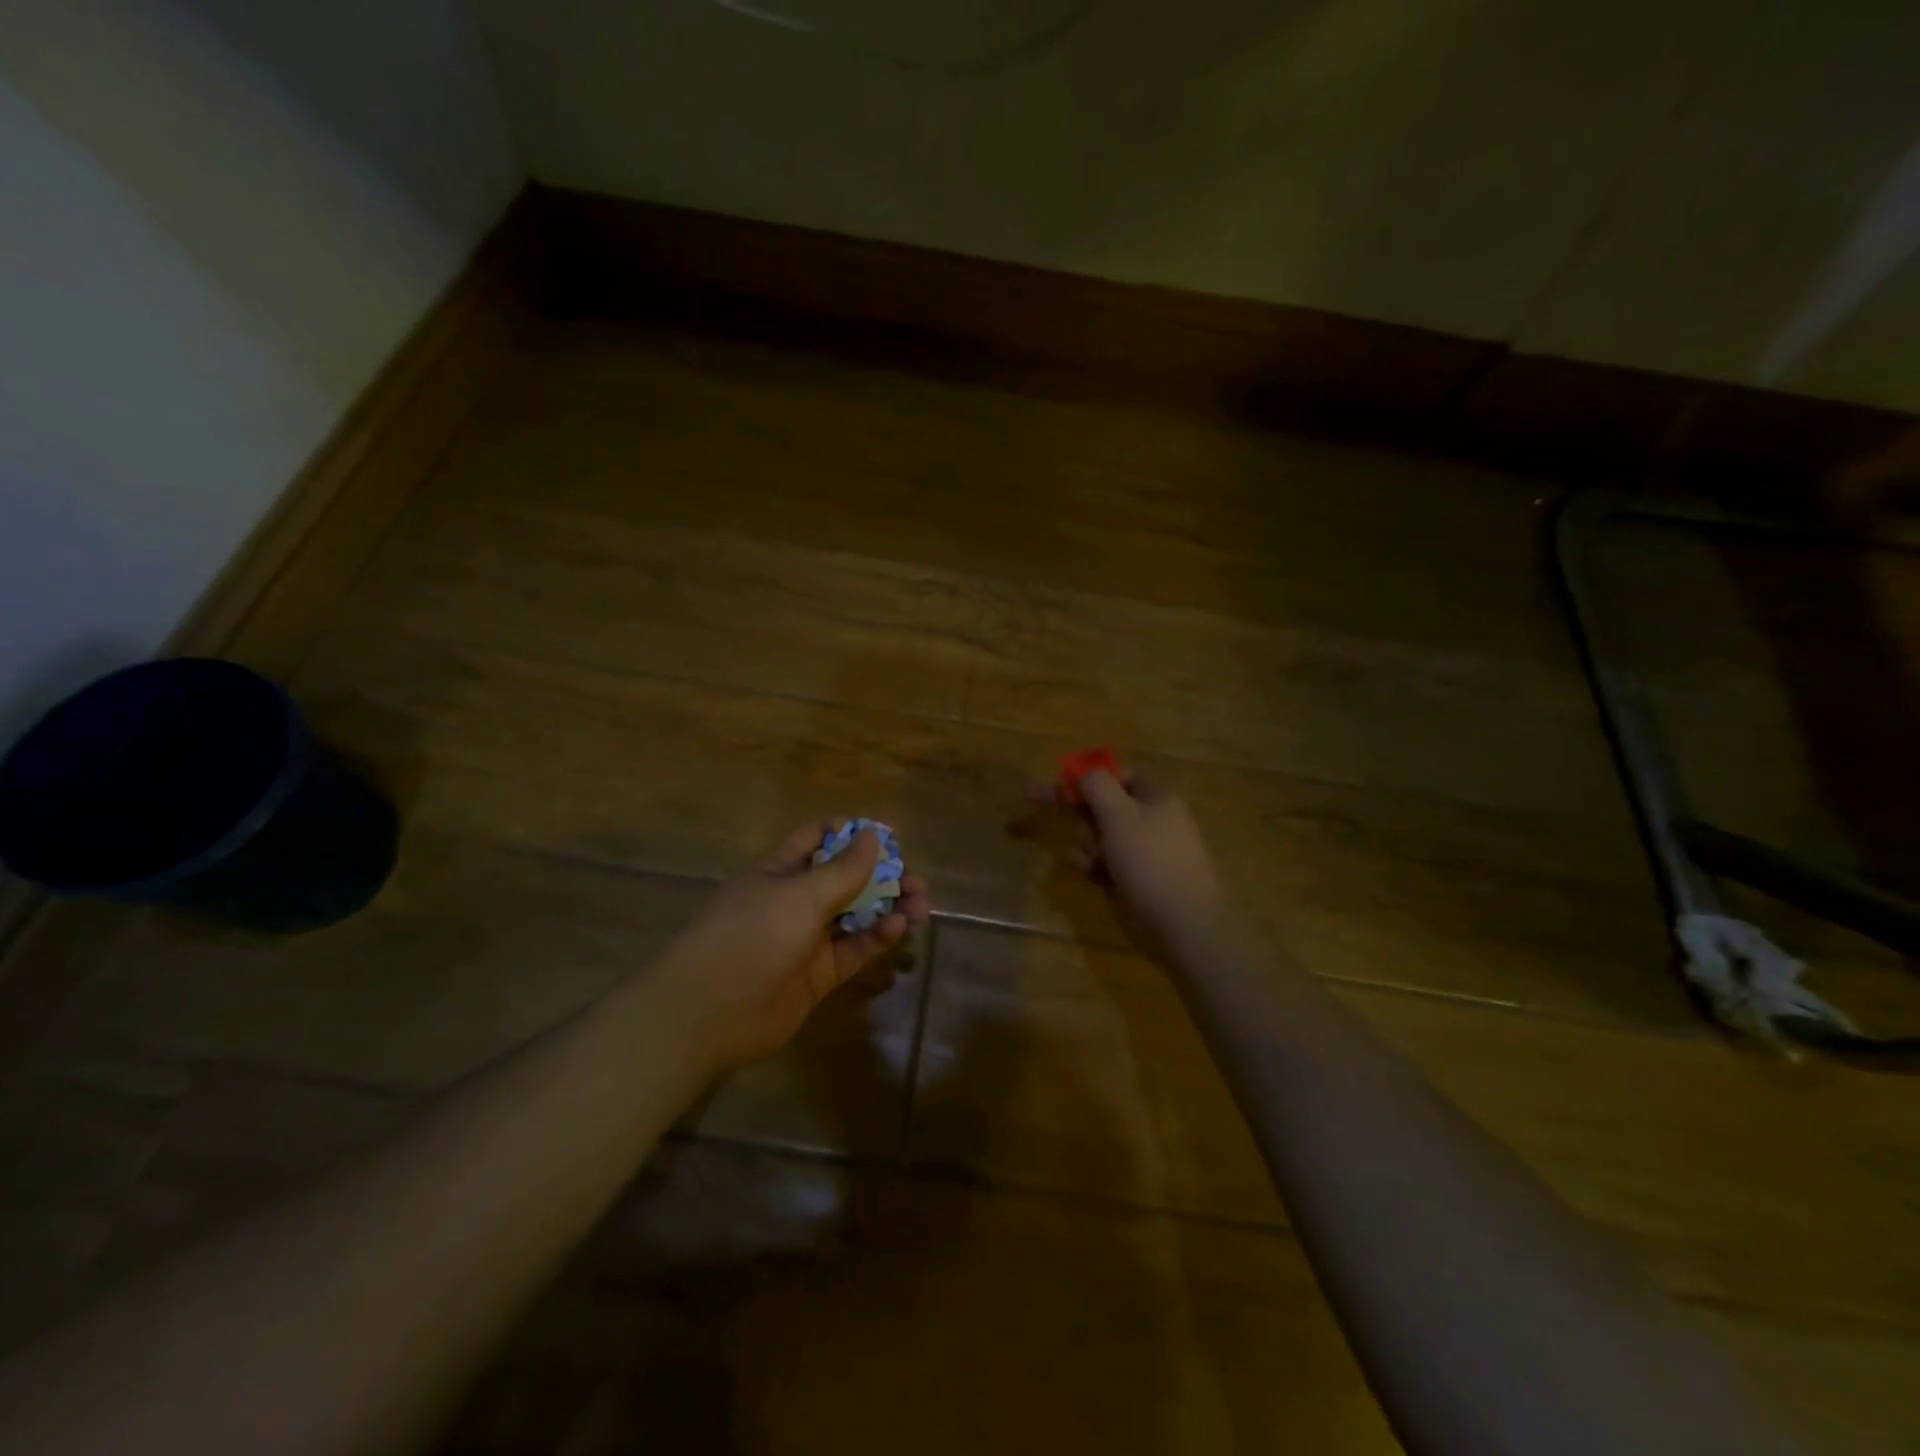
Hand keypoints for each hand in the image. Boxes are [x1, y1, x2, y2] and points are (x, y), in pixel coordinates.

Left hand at [655, 821, 931, 1071]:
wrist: (710, 1014)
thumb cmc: (751, 936)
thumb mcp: (799, 895)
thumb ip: (842, 870)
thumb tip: (873, 837)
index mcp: (780, 870)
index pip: (818, 839)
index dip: (852, 834)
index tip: (890, 836)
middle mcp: (794, 900)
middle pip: (845, 878)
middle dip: (881, 875)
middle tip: (915, 880)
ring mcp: (806, 939)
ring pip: (856, 915)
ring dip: (888, 907)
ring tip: (921, 905)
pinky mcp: (819, 975)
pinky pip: (854, 949)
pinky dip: (877, 937)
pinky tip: (899, 928)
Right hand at [1046, 768, 1228, 952]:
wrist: (1180, 922)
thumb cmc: (1149, 860)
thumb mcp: (1119, 813)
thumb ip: (1097, 786)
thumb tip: (1085, 773)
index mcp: (1155, 797)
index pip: (1116, 775)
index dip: (1086, 777)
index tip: (1056, 785)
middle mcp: (1150, 819)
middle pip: (1103, 805)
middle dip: (1081, 814)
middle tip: (1051, 813)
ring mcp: (1143, 851)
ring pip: (1099, 835)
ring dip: (1086, 843)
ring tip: (1089, 859)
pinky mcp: (1134, 878)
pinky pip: (1104, 862)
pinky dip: (1094, 865)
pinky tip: (1091, 875)